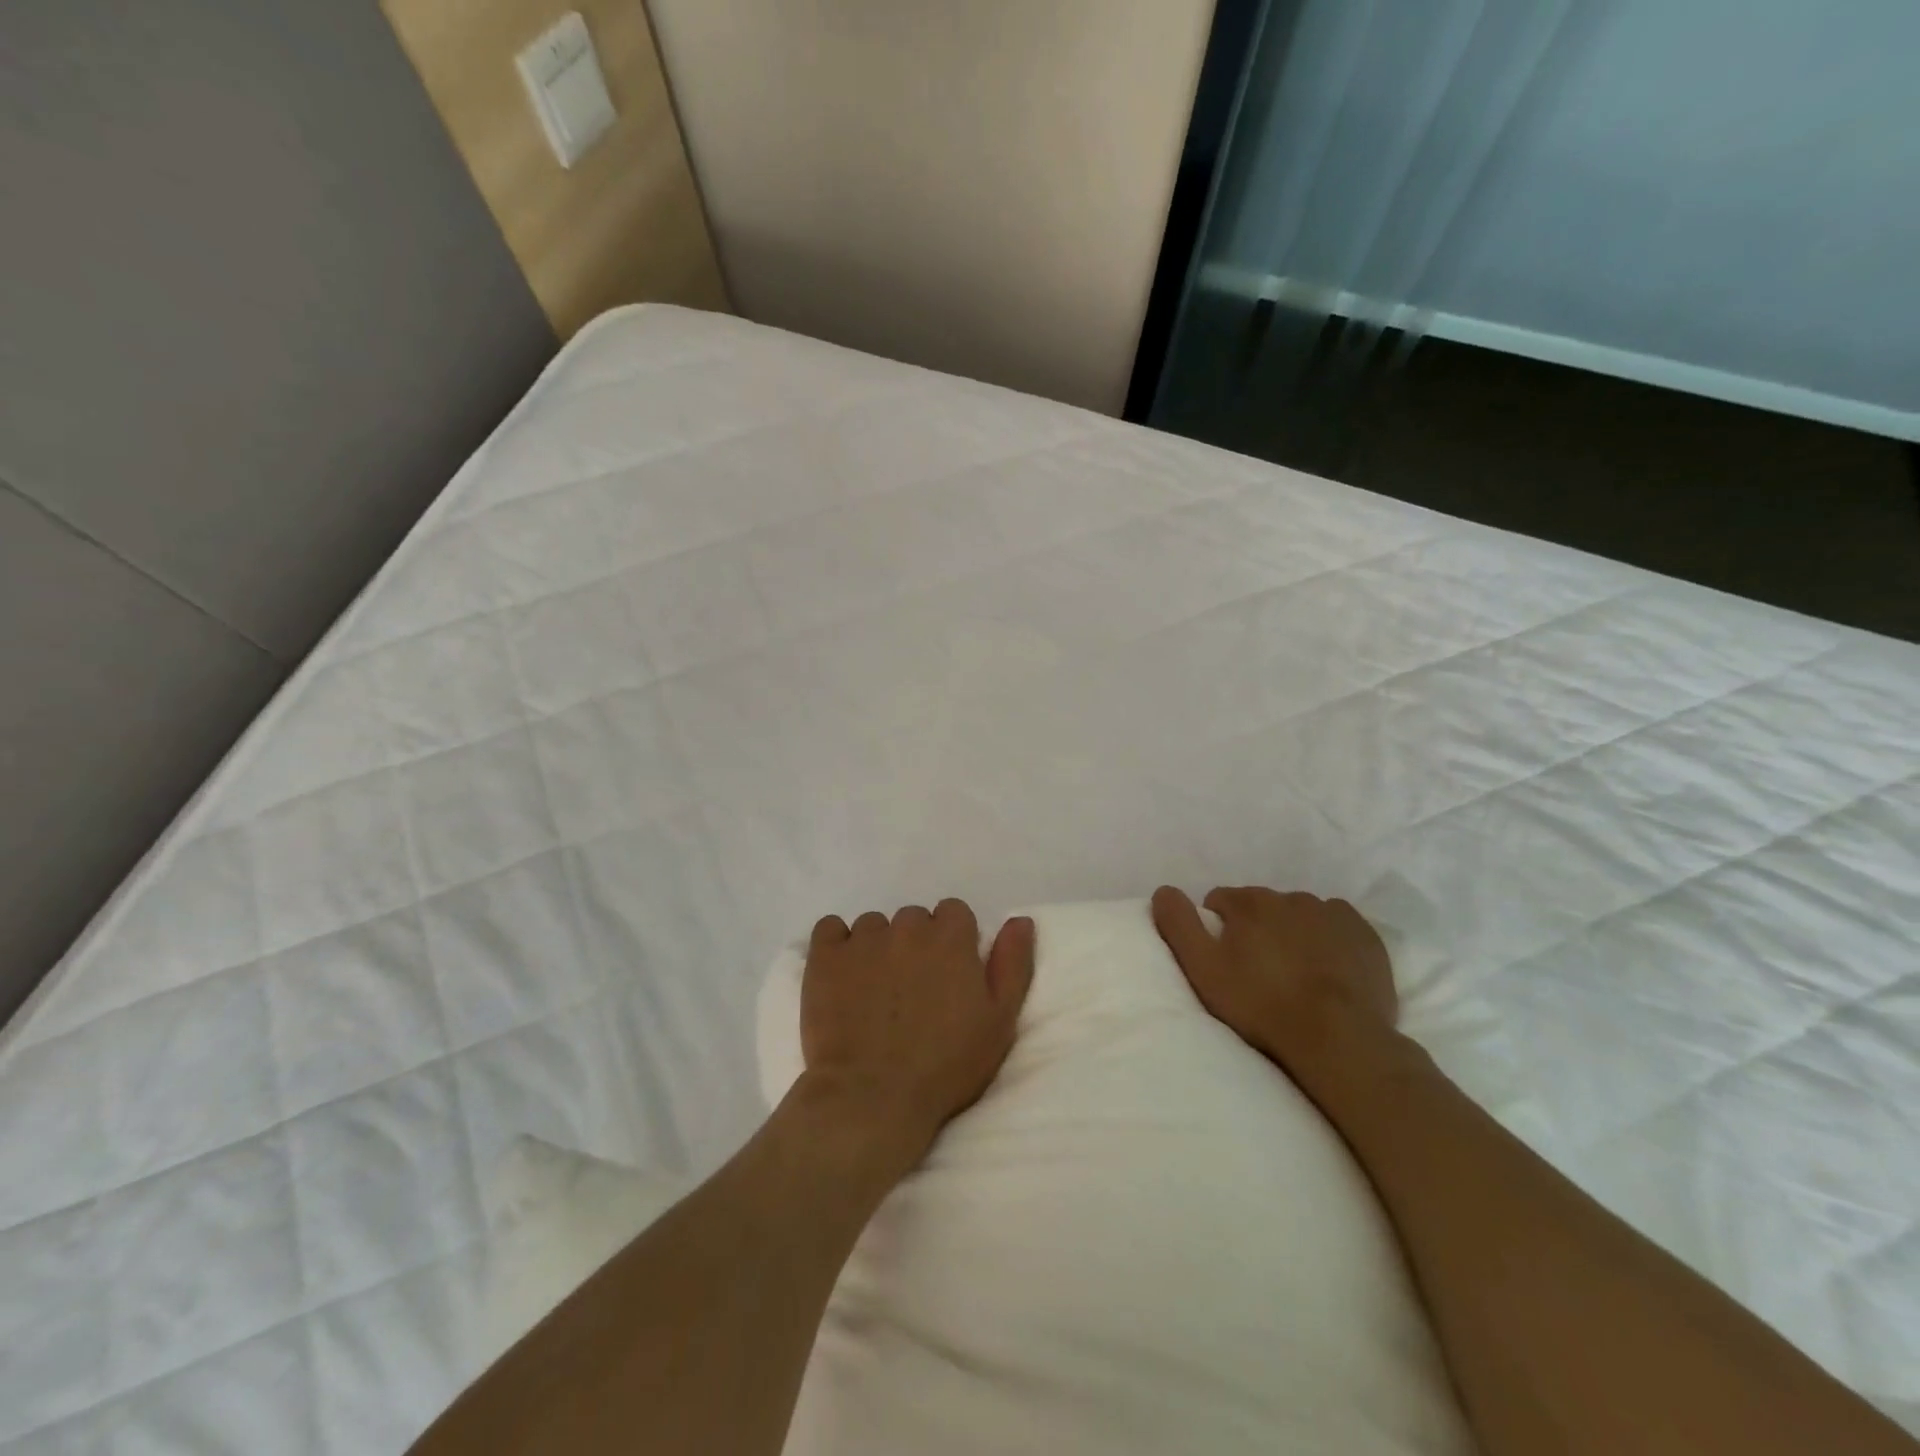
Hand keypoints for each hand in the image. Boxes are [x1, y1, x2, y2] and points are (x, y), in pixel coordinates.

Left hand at [800, 900, 1035, 1168]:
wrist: (872, 1098)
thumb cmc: (946, 1066)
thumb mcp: (999, 1021)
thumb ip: (1012, 963)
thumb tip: (1020, 920)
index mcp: (951, 936)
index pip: (954, 912)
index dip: (953, 942)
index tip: (948, 976)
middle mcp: (907, 926)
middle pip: (914, 919)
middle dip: (915, 945)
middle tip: (911, 990)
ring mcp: (862, 939)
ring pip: (873, 926)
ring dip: (877, 948)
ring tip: (874, 993)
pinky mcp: (824, 956)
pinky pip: (830, 929)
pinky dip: (836, 945)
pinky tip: (840, 975)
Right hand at [1152, 885, 1398, 1094]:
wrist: (1338, 1038)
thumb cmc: (1261, 1004)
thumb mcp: (1203, 968)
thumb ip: (1178, 924)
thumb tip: (1164, 890)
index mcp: (1249, 901)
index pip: (1220, 902)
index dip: (1218, 930)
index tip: (1225, 962)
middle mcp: (1289, 896)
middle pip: (1261, 907)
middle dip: (1256, 930)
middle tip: (1259, 973)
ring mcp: (1331, 913)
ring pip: (1299, 915)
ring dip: (1292, 934)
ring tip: (1294, 975)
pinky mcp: (1364, 934)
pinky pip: (1336, 926)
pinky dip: (1328, 939)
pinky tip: (1327, 969)